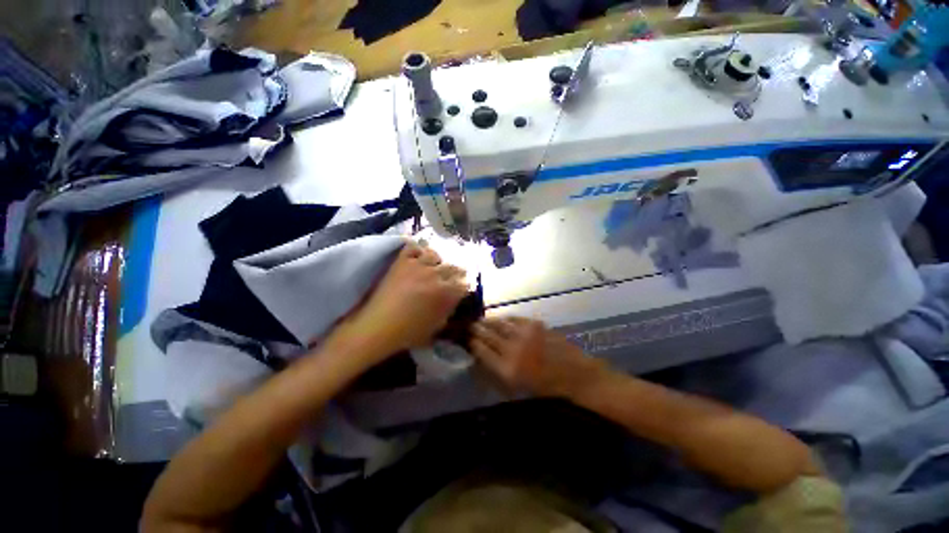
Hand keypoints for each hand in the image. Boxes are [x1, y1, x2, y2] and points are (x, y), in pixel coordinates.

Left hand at [332, 241, 468, 366]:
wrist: (378, 327)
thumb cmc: (409, 333)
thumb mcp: (437, 327)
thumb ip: (449, 311)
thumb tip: (453, 301)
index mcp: (446, 293)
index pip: (464, 283)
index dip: (464, 288)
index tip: (460, 291)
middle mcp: (435, 275)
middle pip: (454, 267)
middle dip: (455, 274)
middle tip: (450, 280)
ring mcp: (418, 266)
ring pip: (435, 255)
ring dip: (437, 262)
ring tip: (433, 267)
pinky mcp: (401, 262)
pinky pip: (413, 248)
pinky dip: (417, 251)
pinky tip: (418, 259)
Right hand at [470, 317, 605, 397]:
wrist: (576, 377)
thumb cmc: (547, 390)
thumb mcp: (517, 389)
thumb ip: (496, 373)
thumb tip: (480, 360)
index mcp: (506, 370)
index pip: (481, 351)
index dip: (473, 343)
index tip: (468, 339)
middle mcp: (512, 349)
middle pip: (488, 335)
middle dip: (477, 329)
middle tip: (471, 326)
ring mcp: (524, 335)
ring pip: (499, 324)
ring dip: (489, 321)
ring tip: (483, 321)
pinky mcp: (535, 325)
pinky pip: (514, 319)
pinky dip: (506, 318)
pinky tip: (502, 319)